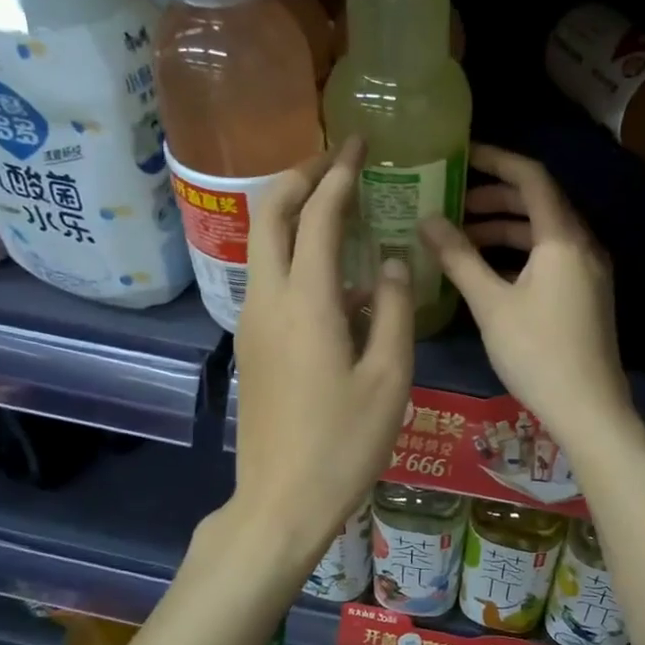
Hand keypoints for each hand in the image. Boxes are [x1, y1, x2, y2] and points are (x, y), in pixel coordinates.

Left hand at [234, 137, 413, 562]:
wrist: (281, 501)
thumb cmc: (345, 443)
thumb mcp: (389, 377)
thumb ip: (393, 309)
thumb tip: (391, 261)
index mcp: (306, 302)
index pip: (317, 215)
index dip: (339, 173)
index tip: (359, 144)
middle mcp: (268, 299)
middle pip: (268, 214)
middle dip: (299, 176)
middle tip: (336, 161)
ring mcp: (252, 321)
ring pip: (262, 243)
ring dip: (292, 212)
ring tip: (336, 204)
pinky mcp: (252, 343)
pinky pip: (268, 277)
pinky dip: (292, 253)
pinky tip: (333, 275)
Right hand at [418, 144, 636, 450]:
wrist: (589, 408)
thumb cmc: (537, 353)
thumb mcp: (491, 304)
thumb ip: (458, 258)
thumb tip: (426, 220)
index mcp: (562, 238)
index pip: (531, 177)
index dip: (496, 160)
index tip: (461, 156)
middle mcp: (582, 245)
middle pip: (539, 202)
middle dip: (495, 197)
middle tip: (453, 202)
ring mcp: (588, 270)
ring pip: (544, 232)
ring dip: (505, 228)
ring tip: (462, 237)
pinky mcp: (586, 294)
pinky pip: (551, 256)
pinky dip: (519, 253)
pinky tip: (488, 270)